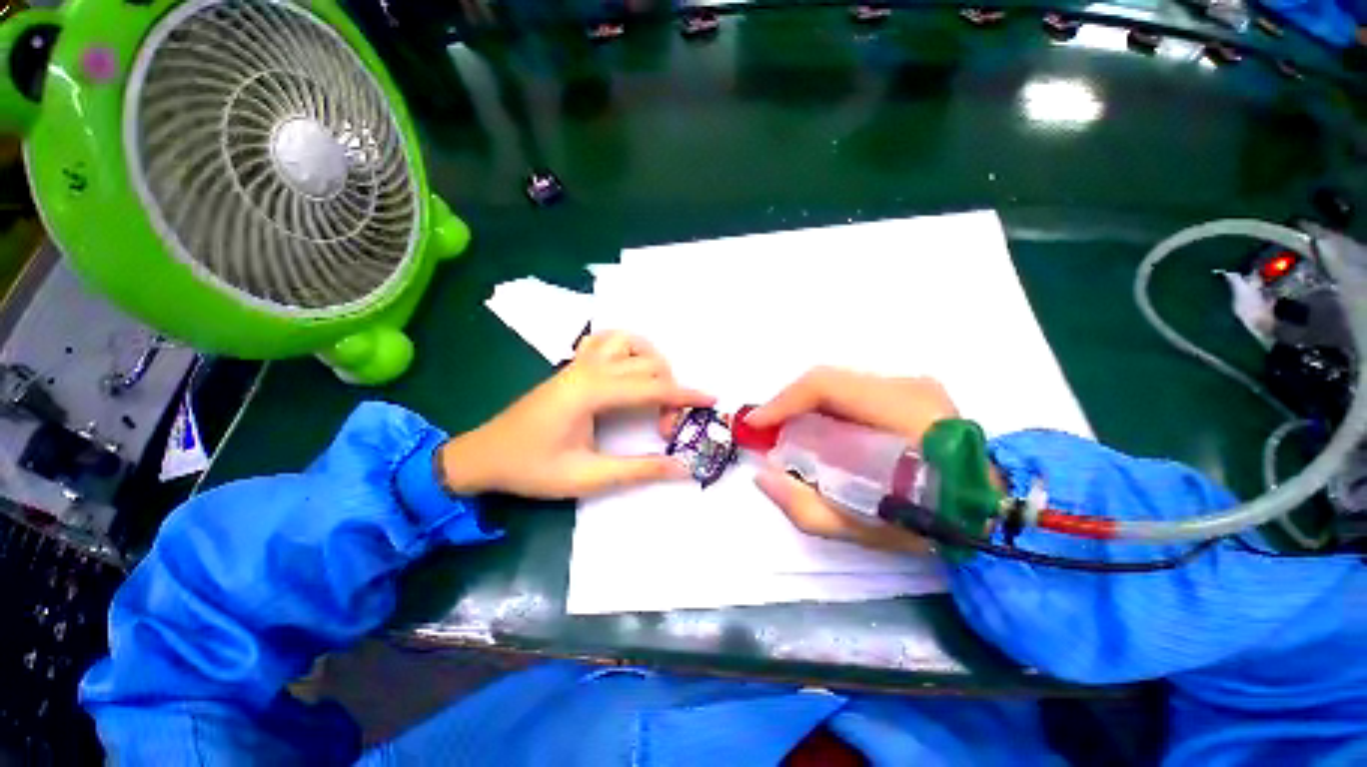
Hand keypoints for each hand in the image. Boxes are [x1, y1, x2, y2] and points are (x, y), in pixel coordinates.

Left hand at [439, 332, 713, 498]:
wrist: (484, 455)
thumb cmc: (532, 468)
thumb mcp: (587, 477)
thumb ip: (638, 470)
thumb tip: (681, 468)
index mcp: (591, 393)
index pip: (652, 387)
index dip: (685, 396)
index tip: (711, 401)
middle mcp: (588, 369)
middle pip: (647, 363)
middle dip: (670, 391)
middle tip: (667, 427)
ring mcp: (578, 363)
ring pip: (628, 340)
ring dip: (652, 359)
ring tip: (658, 389)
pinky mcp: (573, 366)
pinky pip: (607, 340)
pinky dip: (629, 347)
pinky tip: (631, 369)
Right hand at [746, 368, 957, 552]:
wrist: (990, 513)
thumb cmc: (932, 524)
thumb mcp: (862, 529)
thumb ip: (804, 507)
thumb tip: (762, 476)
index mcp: (902, 413)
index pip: (827, 386)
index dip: (782, 401)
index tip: (755, 424)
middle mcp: (907, 386)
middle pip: (828, 380)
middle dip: (788, 403)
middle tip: (767, 431)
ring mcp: (912, 385)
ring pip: (838, 383)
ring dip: (805, 404)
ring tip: (787, 431)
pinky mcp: (911, 390)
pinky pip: (852, 391)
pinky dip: (825, 406)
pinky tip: (817, 428)